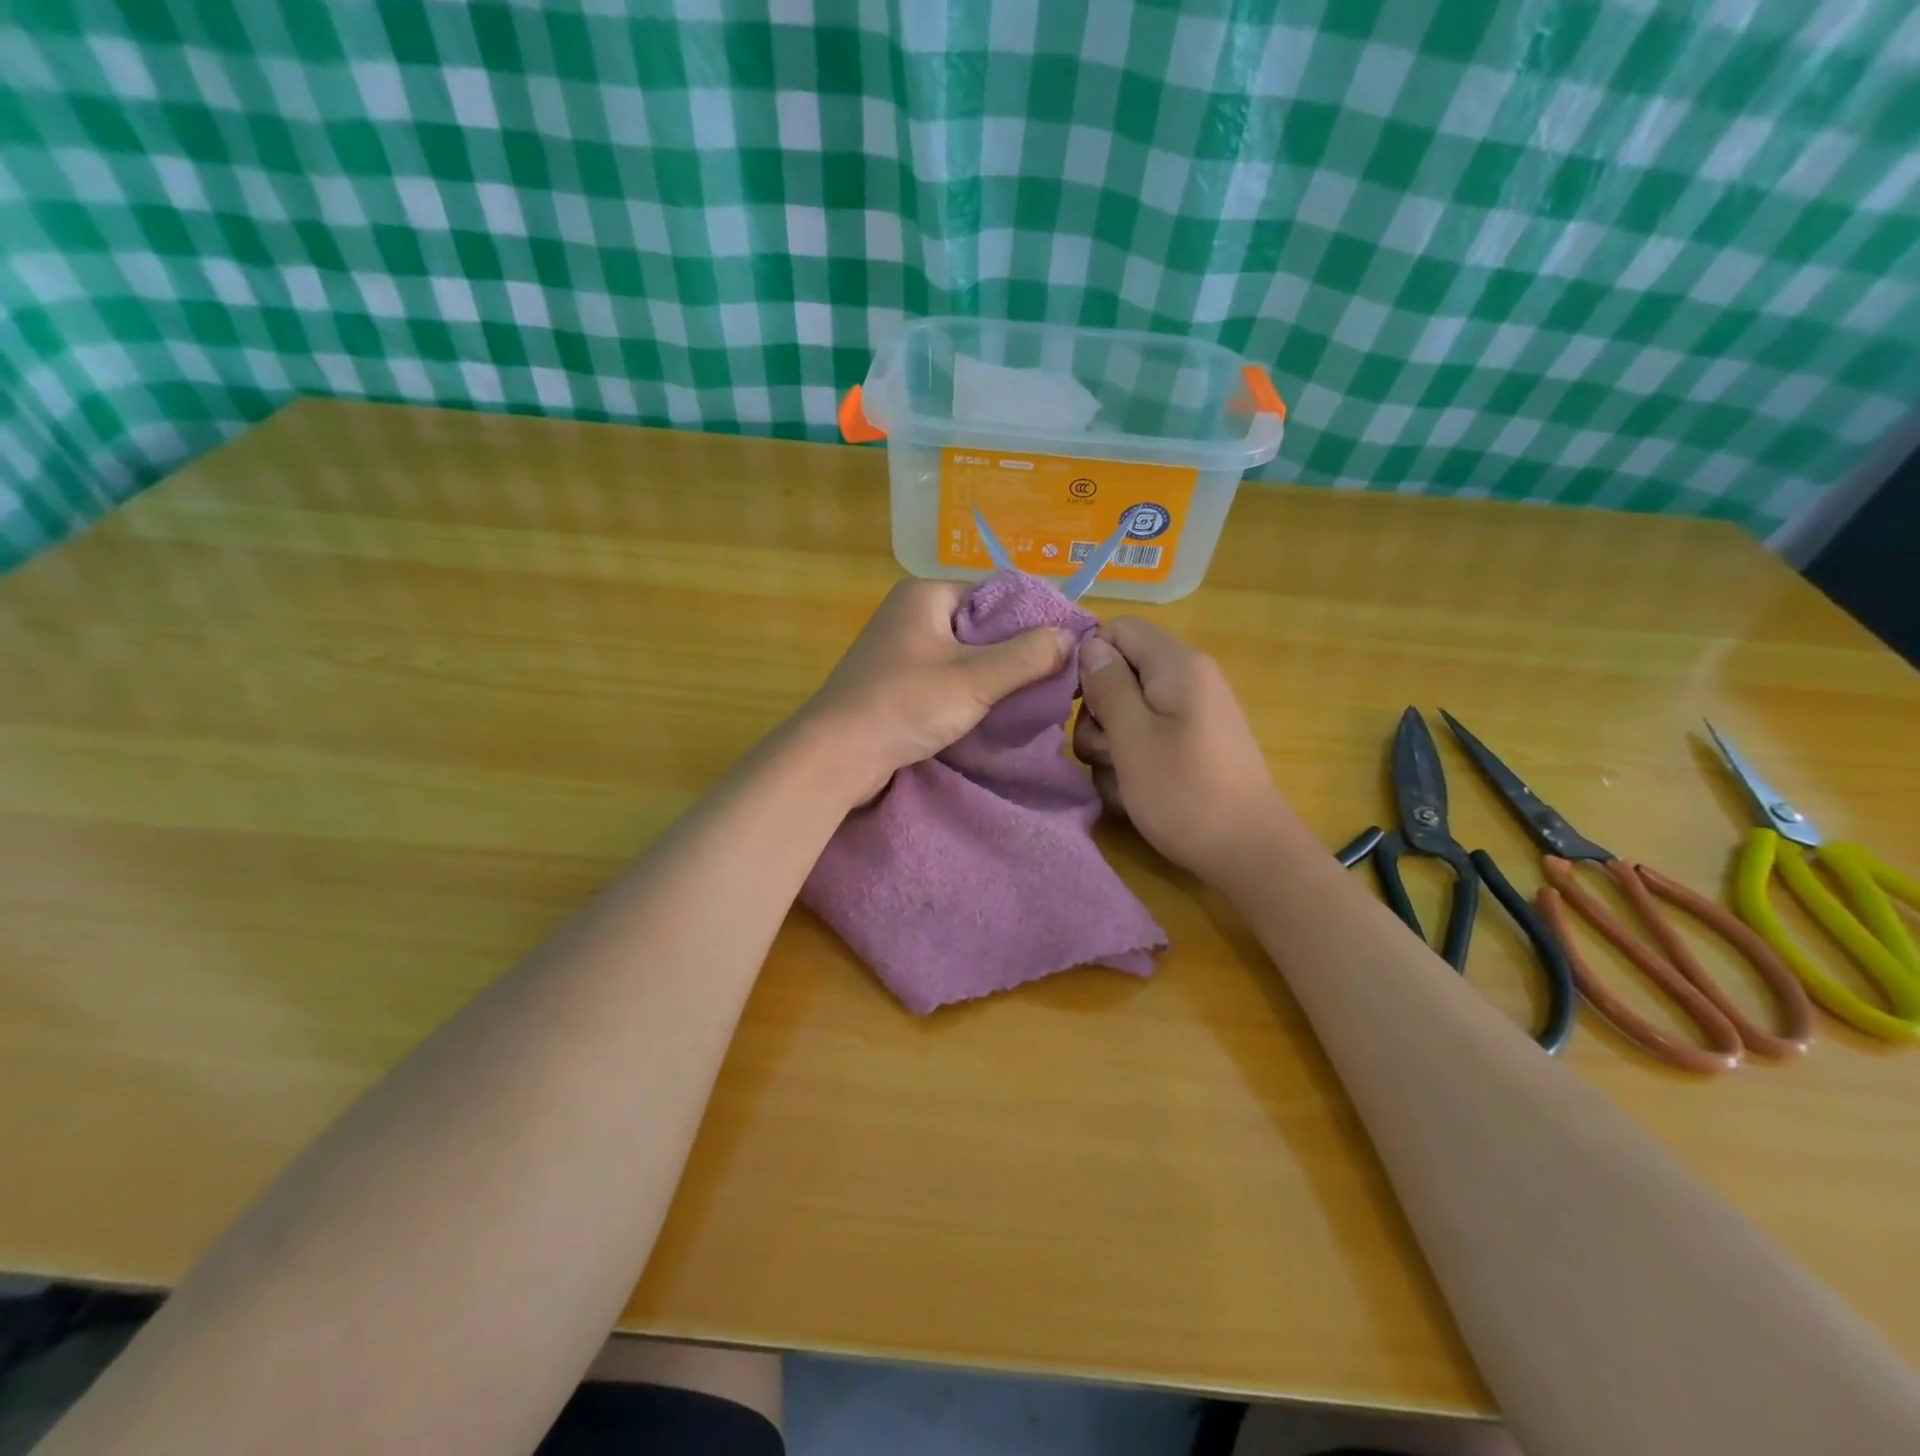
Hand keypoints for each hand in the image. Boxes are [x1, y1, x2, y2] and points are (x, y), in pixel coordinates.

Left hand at [801, 578, 1076, 802]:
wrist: (836, 756)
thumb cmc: (904, 705)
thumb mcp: (975, 679)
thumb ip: (1027, 656)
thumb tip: (1071, 636)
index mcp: (925, 594)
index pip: (995, 594)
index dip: (1032, 619)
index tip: (1065, 648)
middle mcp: (910, 613)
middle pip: (981, 626)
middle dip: (1015, 653)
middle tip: (1052, 680)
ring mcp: (900, 649)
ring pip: (964, 656)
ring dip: (994, 677)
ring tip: (1030, 699)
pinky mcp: (895, 682)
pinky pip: (945, 678)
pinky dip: (969, 693)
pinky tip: (993, 714)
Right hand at [1073, 617, 1290, 885]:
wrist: (1248, 853)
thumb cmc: (1185, 793)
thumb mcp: (1133, 738)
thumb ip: (1108, 686)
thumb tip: (1090, 647)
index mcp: (1177, 665)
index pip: (1117, 629)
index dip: (1089, 659)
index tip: (1076, 702)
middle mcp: (1187, 680)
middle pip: (1119, 674)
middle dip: (1098, 715)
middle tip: (1105, 751)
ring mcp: (1190, 715)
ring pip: (1126, 714)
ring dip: (1110, 747)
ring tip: (1121, 781)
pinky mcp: (1189, 745)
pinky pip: (1145, 740)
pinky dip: (1131, 765)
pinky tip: (1134, 795)